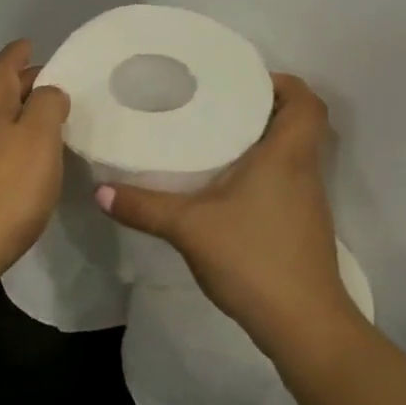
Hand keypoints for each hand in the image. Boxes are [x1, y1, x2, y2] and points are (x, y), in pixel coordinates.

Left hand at [0, 40, 70, 285]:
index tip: (31, 43)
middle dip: (23, 82)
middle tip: (55, 81)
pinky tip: (34, 160)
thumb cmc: (6, 187)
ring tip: (52, 120)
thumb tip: (48, 91)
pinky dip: (17, 143)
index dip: (15, 53)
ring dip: (22, 114)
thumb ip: (46, 106)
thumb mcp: (37, 137)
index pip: (0, 68)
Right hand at [95, 74, 354, 345]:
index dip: (283, 83)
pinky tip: (219, 186)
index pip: (306, 102)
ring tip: (210, 137)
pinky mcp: (298, 226)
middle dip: (261, 108)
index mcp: (286, 156)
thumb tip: (99, 190)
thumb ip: (142, 206)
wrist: (302, 323)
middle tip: (215, 104)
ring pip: (289, 154)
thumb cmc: (253, 257)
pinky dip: (257, 172)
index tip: (244, 80)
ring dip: (259, 141)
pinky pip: (282, 181)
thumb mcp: (188, 227)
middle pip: (297, 124)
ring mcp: (305, 202)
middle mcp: (303, 172)